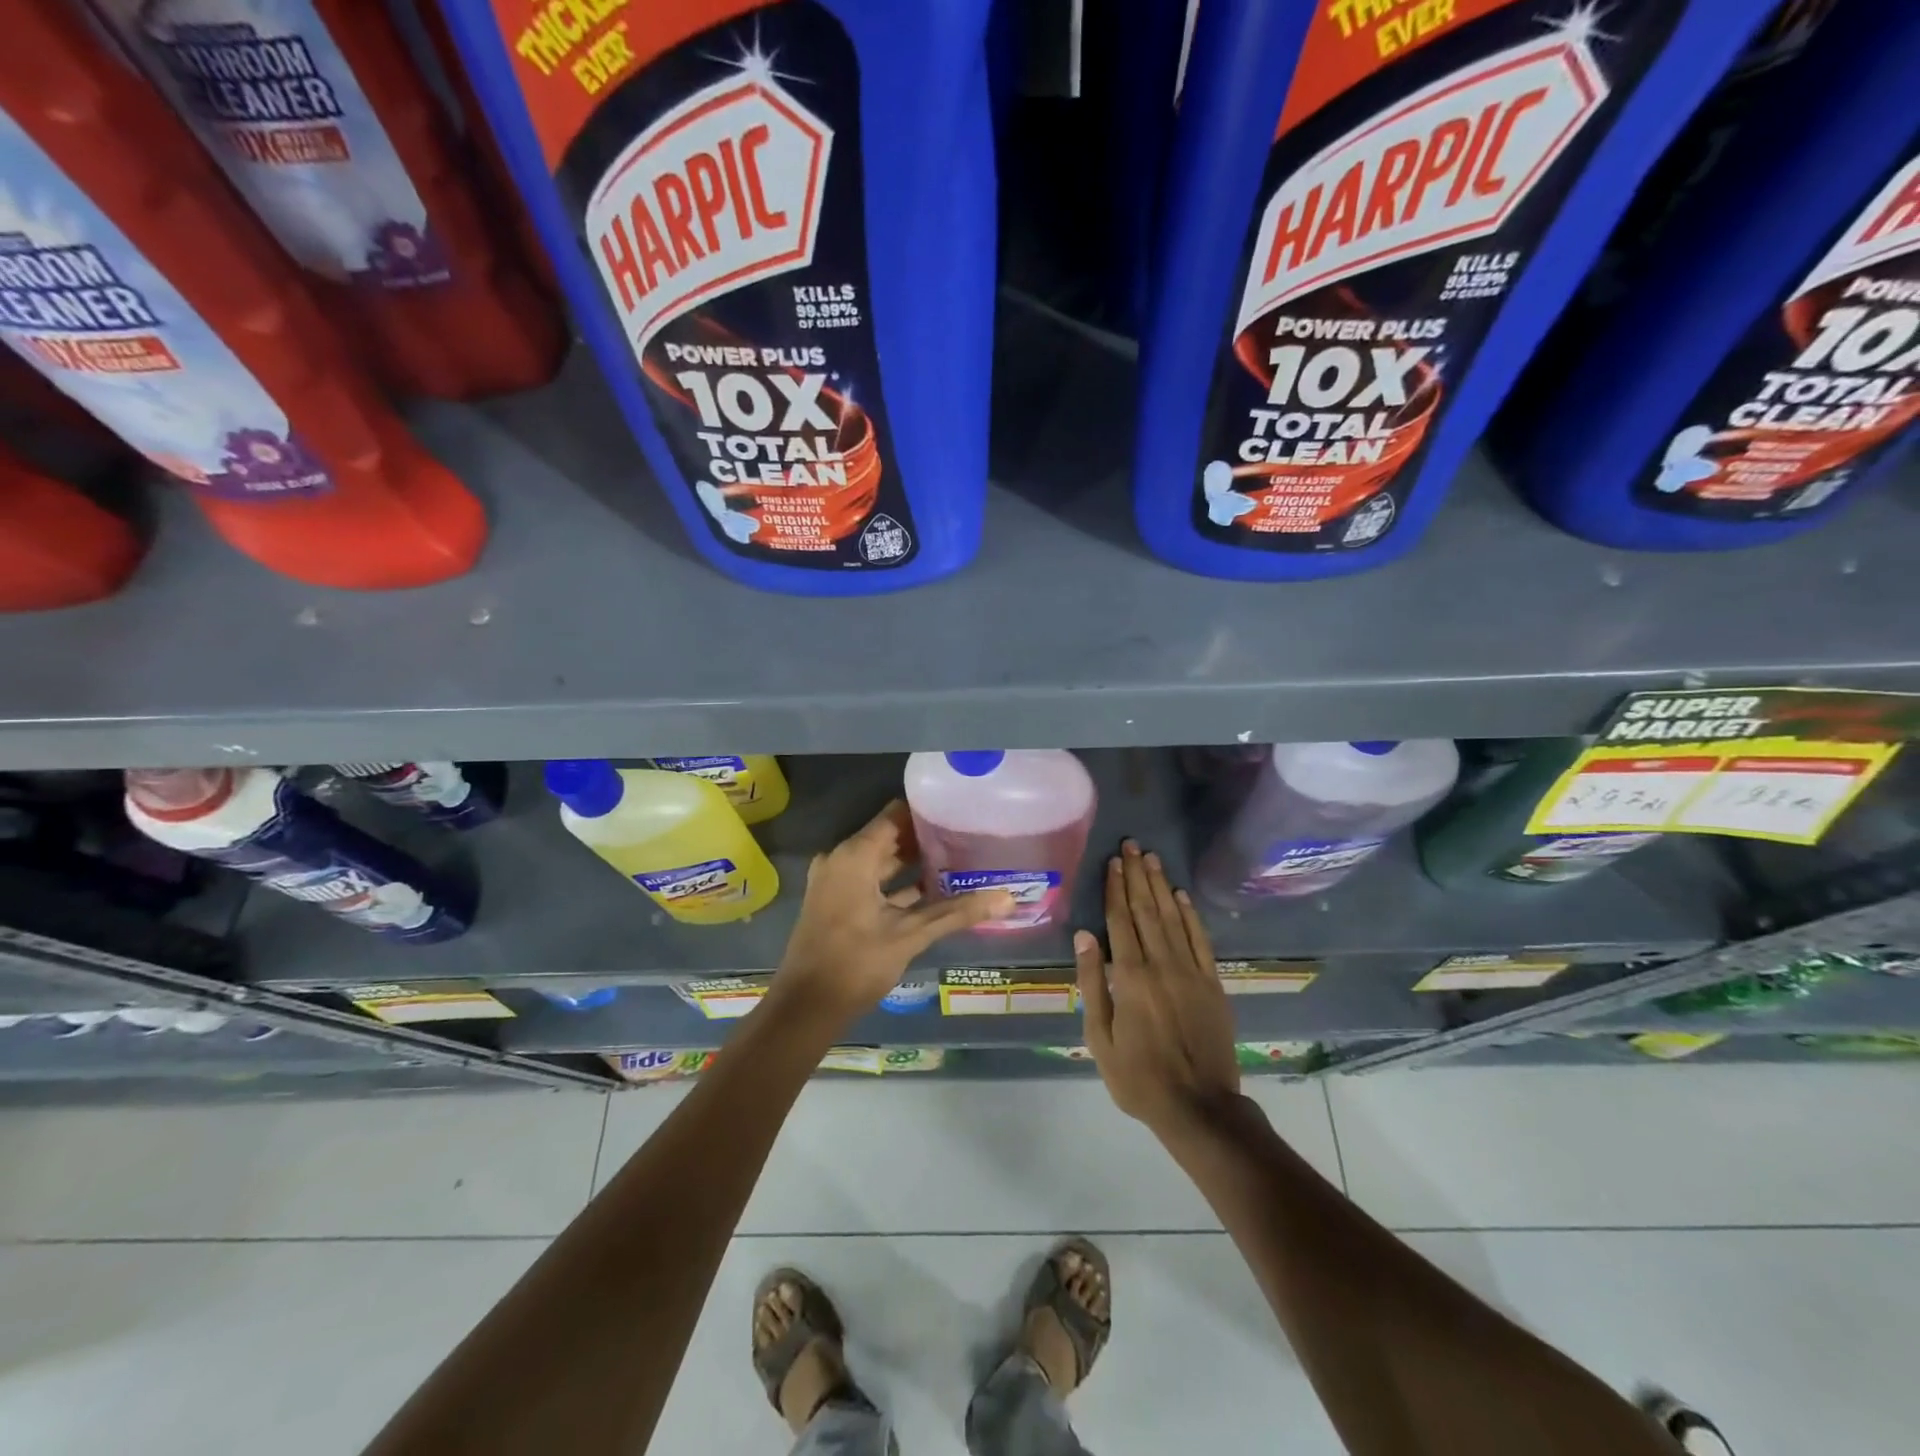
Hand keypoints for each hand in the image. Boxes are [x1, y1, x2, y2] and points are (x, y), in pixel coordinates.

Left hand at [774, 800, 1014, 1024]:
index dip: (927, 812)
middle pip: (889, 836)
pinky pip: (872, 881)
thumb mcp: (910, 935)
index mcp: (854, 856)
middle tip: (967, 837)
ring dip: (914, 863)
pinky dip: (898, 884)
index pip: (895, 815)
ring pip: (882, 861)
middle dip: (926, 839)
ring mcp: (836, 881)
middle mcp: (841, 859)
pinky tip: (934, 891)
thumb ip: (957, 913)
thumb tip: (1007, 898)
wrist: (805, 1008)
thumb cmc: (855, 963)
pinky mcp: (837, 902)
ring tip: (958, 861)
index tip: (960, 811)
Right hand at [1075, 839, 1239, 1135]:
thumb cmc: (1138, 1077)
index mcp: (1130, 977)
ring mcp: (1191, 972)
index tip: (1112, 861)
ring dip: (1160, 886)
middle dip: (1136, 876)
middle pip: (1146, 910)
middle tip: (1131, 845)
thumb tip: (1083, 936)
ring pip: (1173, 918)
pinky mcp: (1212, 983)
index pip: (1119, 920)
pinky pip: (1200, 940)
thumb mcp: (1100, 1038)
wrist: (1200, 1107)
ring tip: (1151, 858)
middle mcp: (1161, 964)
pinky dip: (1190, 915)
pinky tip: (1181, 895)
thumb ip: (1092, 983)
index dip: (1115, 888)